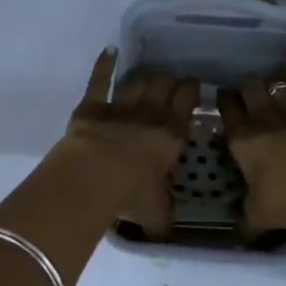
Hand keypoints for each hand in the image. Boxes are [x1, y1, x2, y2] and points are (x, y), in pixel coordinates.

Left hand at [58, 49, 197, 228]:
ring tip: (149, 72)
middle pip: (163, 85)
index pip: (187, 103)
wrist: (93, 176)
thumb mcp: (154, 213)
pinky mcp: (93, 105)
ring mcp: (120, 106)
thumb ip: (162, 218)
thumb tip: (166, 233)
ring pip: (138, 80)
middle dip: (169, 80)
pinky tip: (110, 51)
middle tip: (170, 81)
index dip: (190, 91)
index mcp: (171, 135)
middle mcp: (150, 114)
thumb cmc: (131, 194)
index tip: (193, 86)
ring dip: (145, 75)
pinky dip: (105, 64)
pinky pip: (100, 79)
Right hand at [220, 52, 285, 234]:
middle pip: (248, 91)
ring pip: (274, 85)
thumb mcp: (256, 216)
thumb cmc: (285, 202)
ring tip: (269, 82)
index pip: (227, 113)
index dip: (225, 103)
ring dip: (270, 83)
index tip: (224, 99)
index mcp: (242, 141)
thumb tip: (237, 229)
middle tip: (248, 92)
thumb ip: (244, 217)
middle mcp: (262, 118)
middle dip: (246, 89)